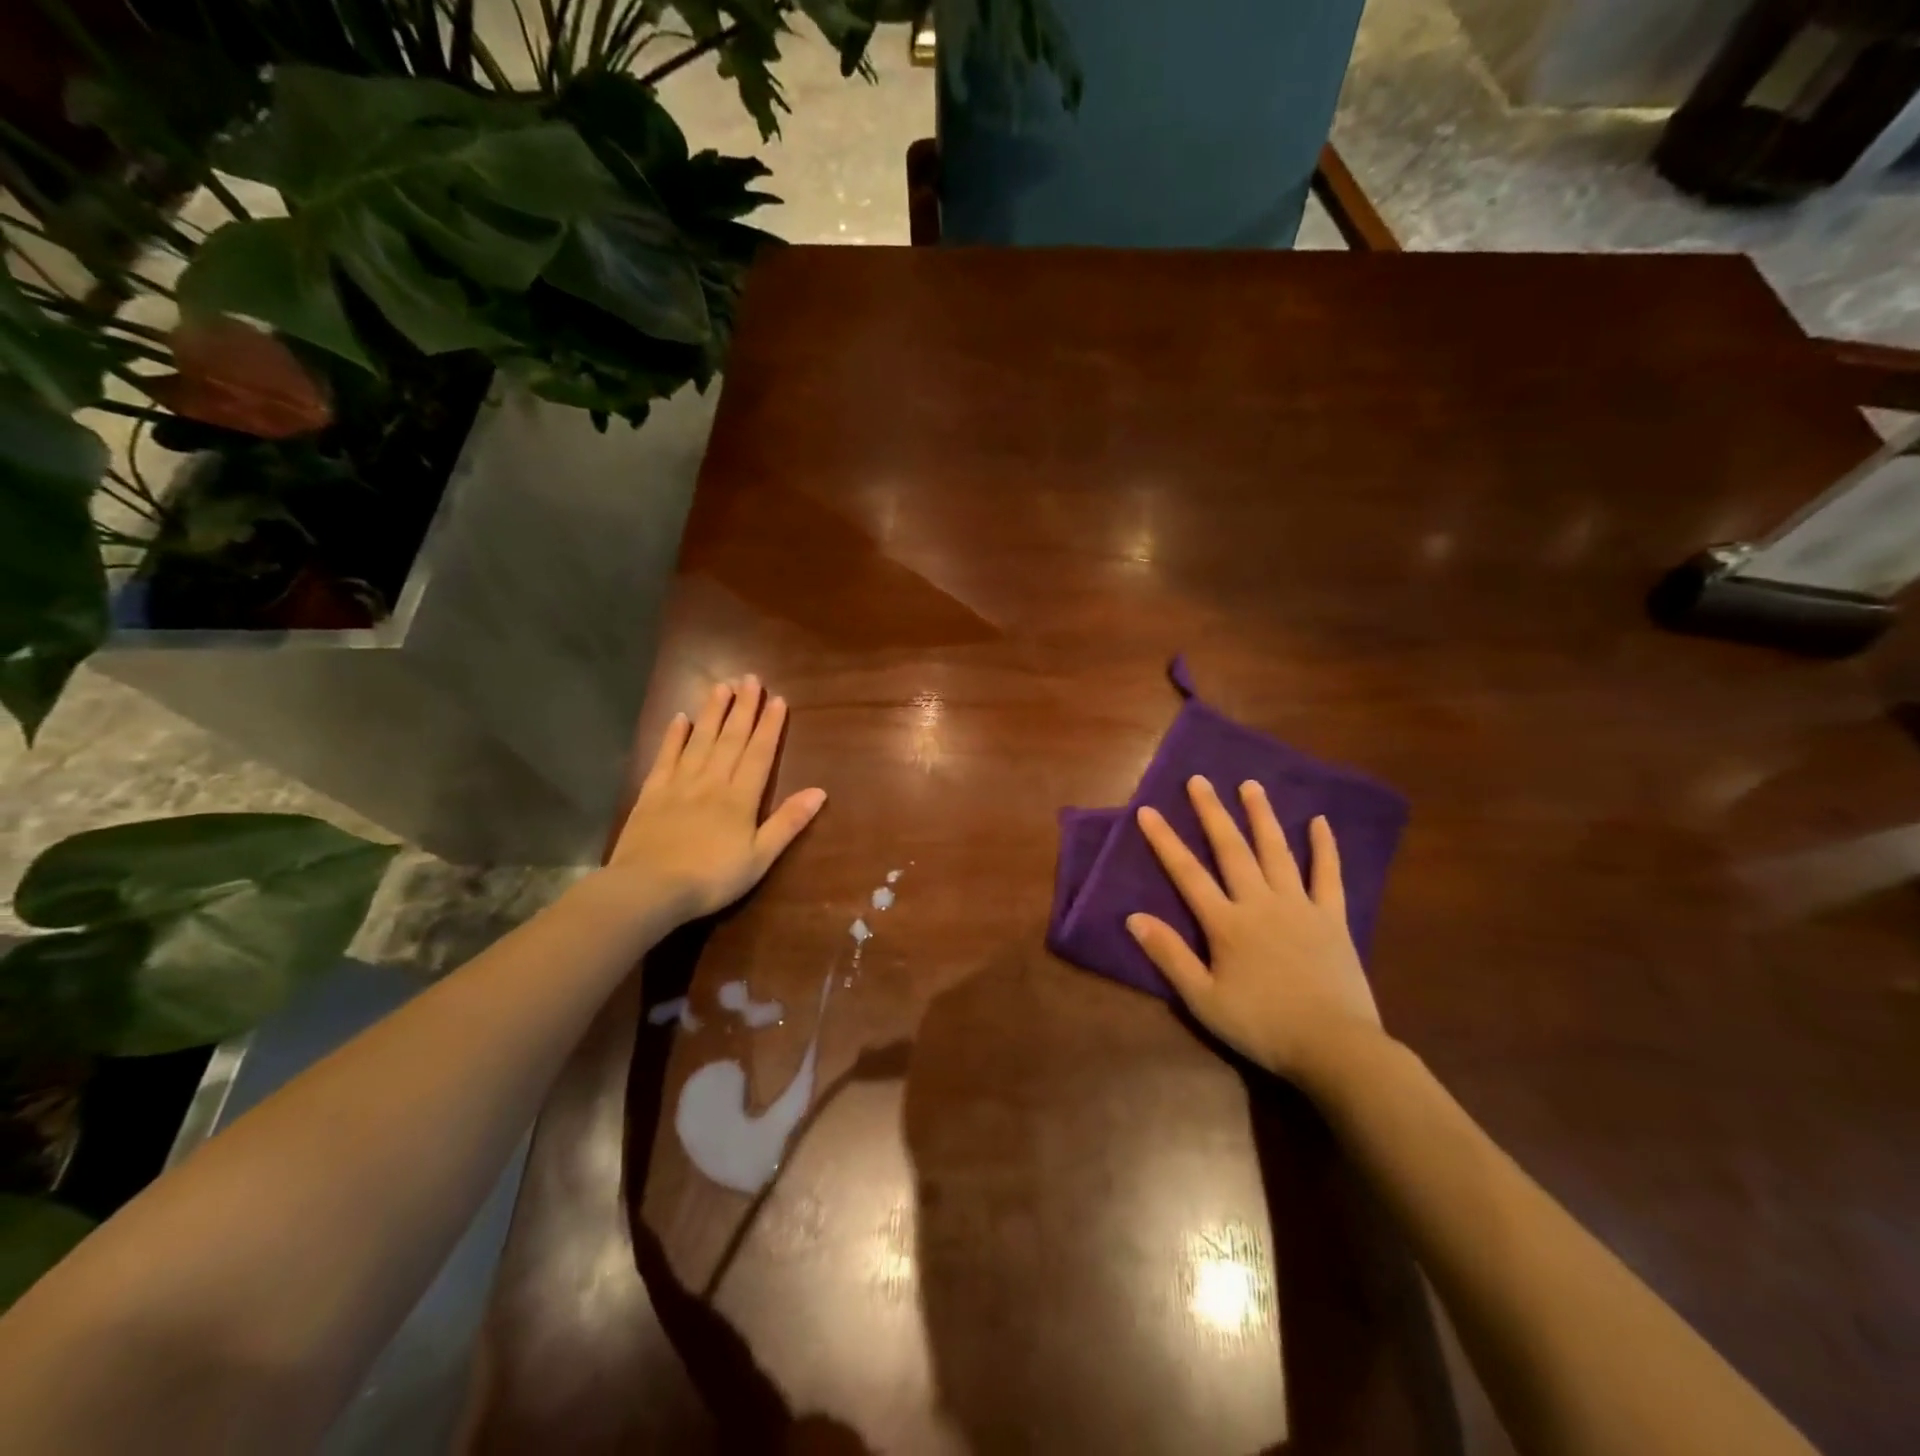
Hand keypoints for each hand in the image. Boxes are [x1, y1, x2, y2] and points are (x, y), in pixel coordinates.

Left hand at [602, 676, 826, 924]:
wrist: (648, 889)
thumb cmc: (711, 879)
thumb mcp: (759, 858)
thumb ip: (787, 823)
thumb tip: (820, 792)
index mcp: (740, 798)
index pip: (759, 753)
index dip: (770, 726)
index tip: (777, 699)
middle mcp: (712, 781)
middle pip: (731, 739)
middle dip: (743, 708)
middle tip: (750, 679)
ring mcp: (679, 784)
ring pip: (700, 740)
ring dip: (713, 712)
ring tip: (722, 686)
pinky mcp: (652, 793)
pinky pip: (665, 757)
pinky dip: (674, 736)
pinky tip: (680, 718)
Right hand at [1127, 776, 1383, 1080]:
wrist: (1336, 1048)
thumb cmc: (1263, 1026)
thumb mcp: (1204, 1000)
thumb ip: (1170, 955)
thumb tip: (1134, 917)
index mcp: (1227, 923)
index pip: (1187, 873)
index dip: (1164, 841)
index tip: (1147, 810)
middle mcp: (1260, 903)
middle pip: (1231, 849)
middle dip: (1212, 813)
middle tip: (1199, 780)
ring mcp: (1300, 906)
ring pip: (1277, 851)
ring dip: (1261, 816)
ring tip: (1250, 785)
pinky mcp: (1333, 918)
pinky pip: (1328, 875)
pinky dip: (1324, 848)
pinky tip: (1319, 821)